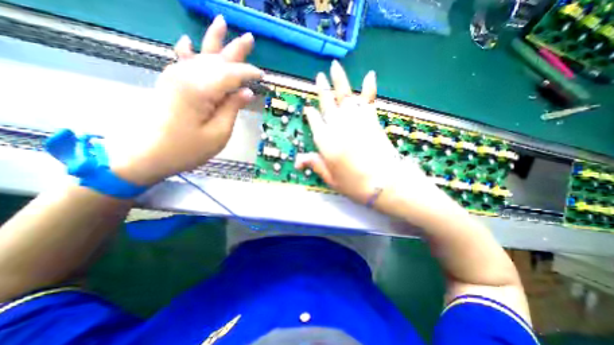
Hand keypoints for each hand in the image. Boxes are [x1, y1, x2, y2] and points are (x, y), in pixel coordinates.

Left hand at [112, 15, 260, 185]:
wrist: (148, 154)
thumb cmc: (188, 148)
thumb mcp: (219, 133)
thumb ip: (232, 109)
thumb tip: (246, 92)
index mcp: (201, 90)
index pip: (231, 74)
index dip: (248, 73)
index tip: (262, 76)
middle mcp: (187, 76)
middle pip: (217, 59)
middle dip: (235, 50)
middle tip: (250, 38)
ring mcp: (175, 77)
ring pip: (201, 55)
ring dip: (214, 42)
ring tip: (222, 23)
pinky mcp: (171, 83)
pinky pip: (182, 61)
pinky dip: (187, 51)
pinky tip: (186, 40)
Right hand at [295, 59, 428, 204]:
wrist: (384, 183)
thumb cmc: (355, 184)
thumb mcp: (331, 179)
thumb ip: (315, 165)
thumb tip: (297, 160)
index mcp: (325, 141)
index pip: (314, 122)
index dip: (311, 114)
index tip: (308, 108)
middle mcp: (337, 126)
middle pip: (327, 104)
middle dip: (322, 89)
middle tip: (319, 77)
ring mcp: (355, 120)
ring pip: (344, 95)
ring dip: (339, 80)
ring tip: (334, 66)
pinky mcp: (372, 119)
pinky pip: (369, 99)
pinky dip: (370, 87)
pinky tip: (369, 75)